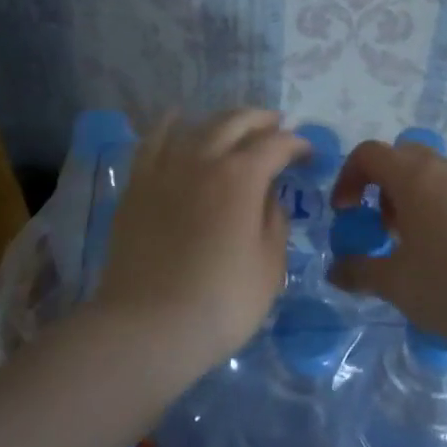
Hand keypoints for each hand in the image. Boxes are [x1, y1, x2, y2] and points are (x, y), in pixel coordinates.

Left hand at [92, 109, 306, 380]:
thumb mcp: (269, 266)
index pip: (276, 145)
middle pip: (236, 122)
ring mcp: (166, 168)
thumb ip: (275, 221)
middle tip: (277, 126)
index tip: (308, 154)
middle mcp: (203, 159)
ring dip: (223, 120)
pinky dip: (170, 125)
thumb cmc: (221, 301)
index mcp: (242, 176)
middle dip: (262, 120)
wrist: (148, 326)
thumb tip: (269, 195)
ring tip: (236, 126)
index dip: (297, 144)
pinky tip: (177, 119)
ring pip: (198, 125)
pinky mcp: (138, 184)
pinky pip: (154, 140)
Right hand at [327, 138, 446, 351]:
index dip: (349, 177)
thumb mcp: (396, 285)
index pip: (370, 153)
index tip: (346, 213)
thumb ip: (360, 271)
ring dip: (417, 201)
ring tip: (418, 248)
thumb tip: (336, 270)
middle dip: (384, 187)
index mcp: (415, 178)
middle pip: (405, 159)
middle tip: (382, 228)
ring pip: (438, 178)